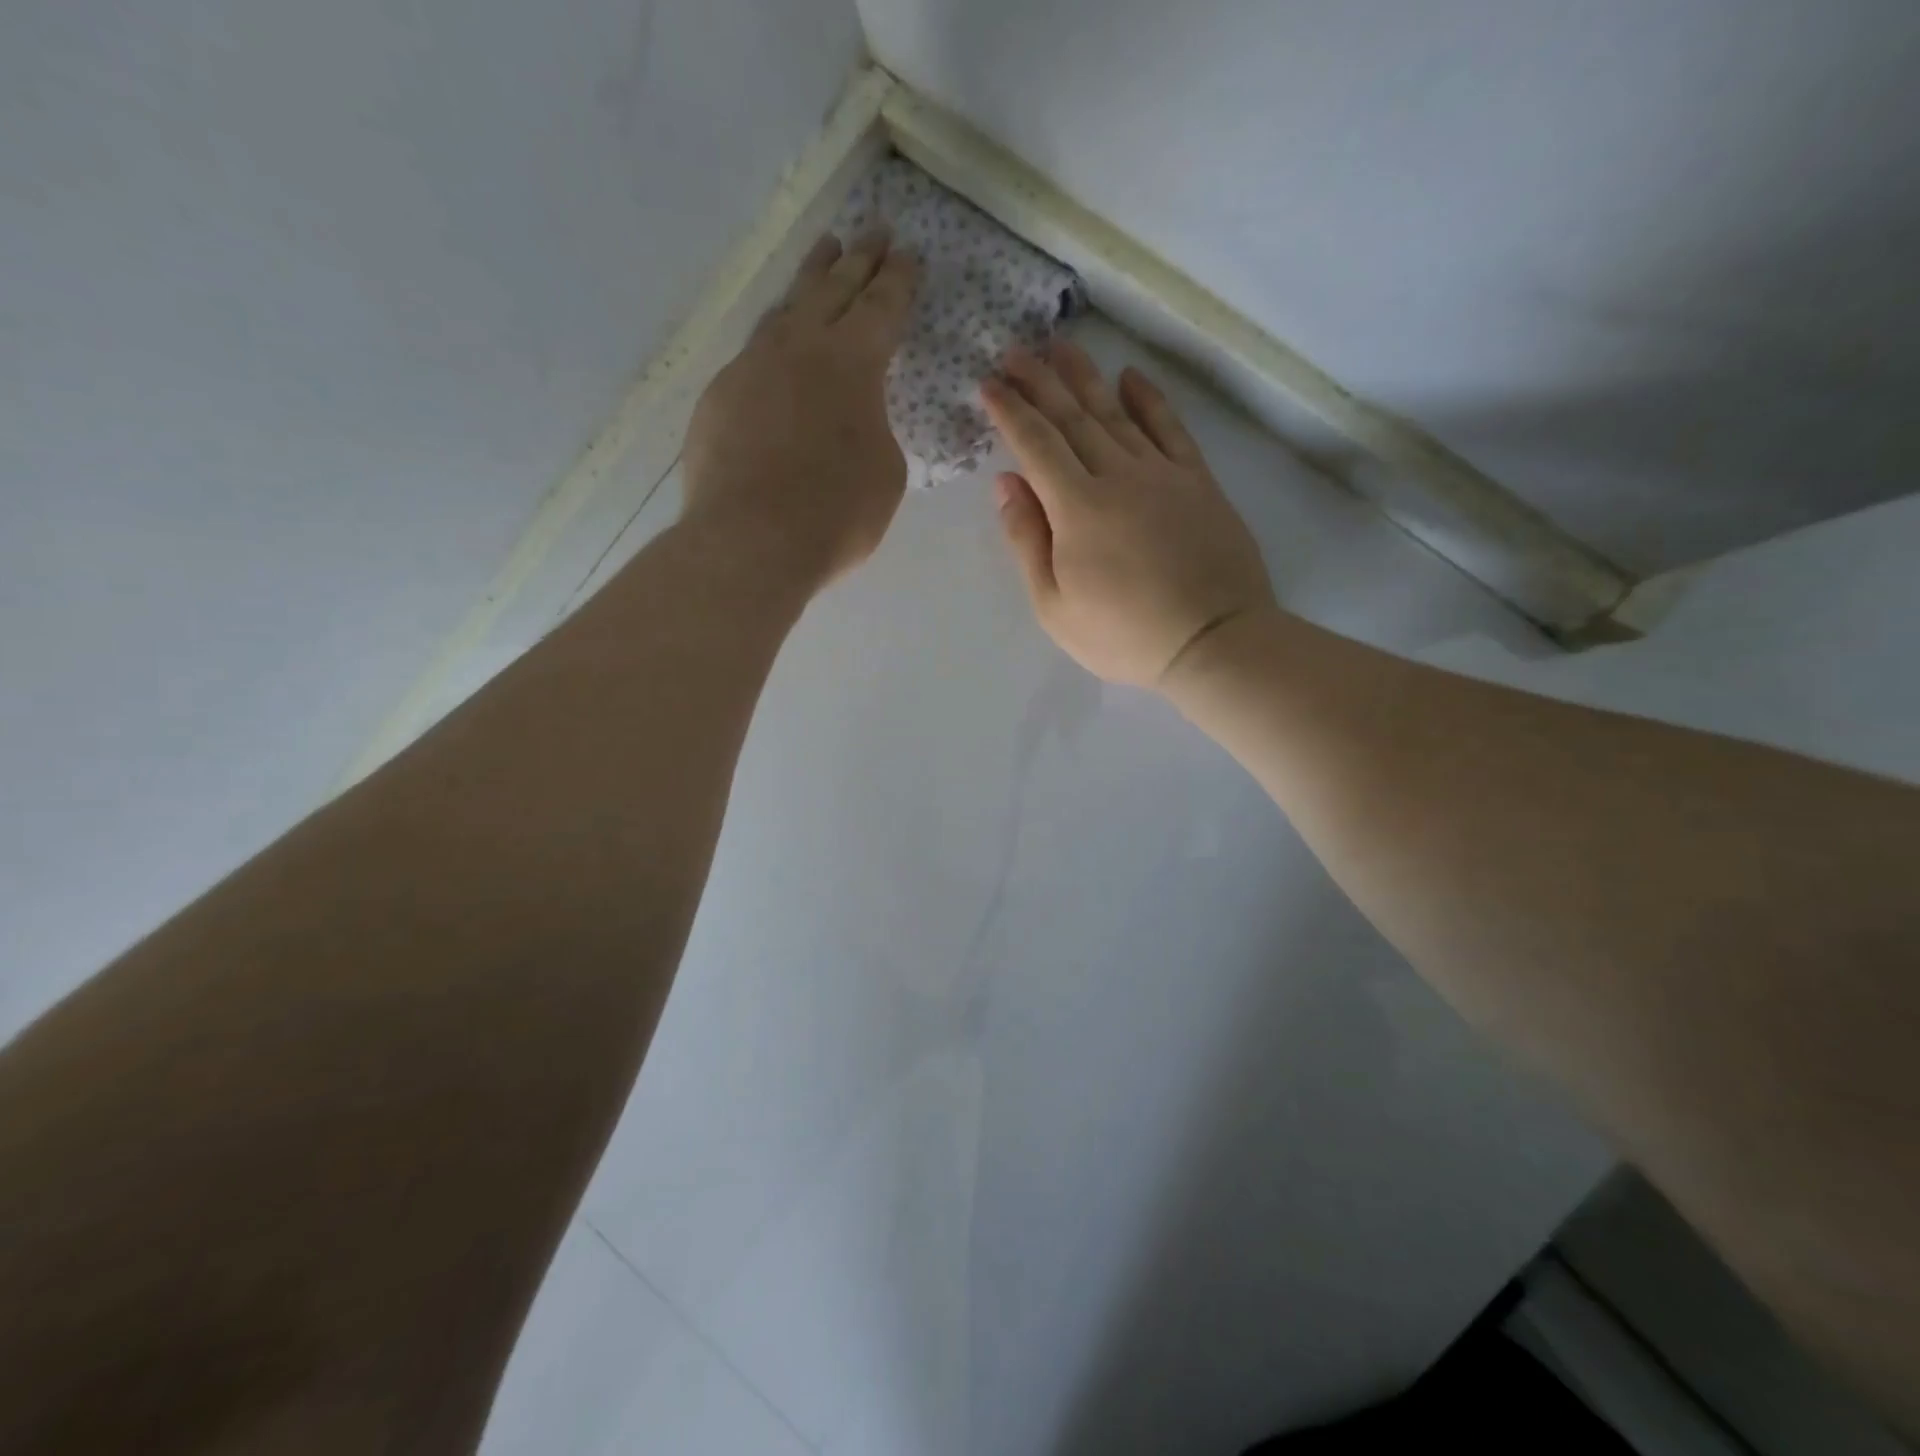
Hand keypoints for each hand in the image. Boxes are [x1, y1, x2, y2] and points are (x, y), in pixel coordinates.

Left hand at [682, 229, 919, 586]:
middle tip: (874, 231)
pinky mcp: (718, 398)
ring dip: (810, 281)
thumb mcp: (884, 473)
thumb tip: (850, 421)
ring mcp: (751, 368)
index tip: (908, 254)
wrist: (751, 541)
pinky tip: (776, 351)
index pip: (882, 307)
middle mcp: (800, 349)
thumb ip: (874, 431)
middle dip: (859, 260)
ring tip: (823, 256)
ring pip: (786, 312)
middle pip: (833, 290)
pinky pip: (753, 357)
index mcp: (853, 363)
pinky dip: (774, 344)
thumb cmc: (836, 512)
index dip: (899, 281)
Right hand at [982, 341, 1276, 687]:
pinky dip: (1149, 399)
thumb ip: (1027, 541)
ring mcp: (1162, 473)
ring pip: (1116, 412)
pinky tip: (1131, 377)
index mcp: (1076, 508)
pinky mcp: (1198, 480)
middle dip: (1040, 381)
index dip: (1010, 411)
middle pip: (1072, 417)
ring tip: (1062, 347)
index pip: (1035, 444)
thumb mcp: (1054, 606)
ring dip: (1086, 377)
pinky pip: (1170, 427)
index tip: (988, 384)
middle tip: (1015, 350)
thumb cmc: (1123, 635)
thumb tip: (1006, 482)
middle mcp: (1117, 475)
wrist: (1212, 640)